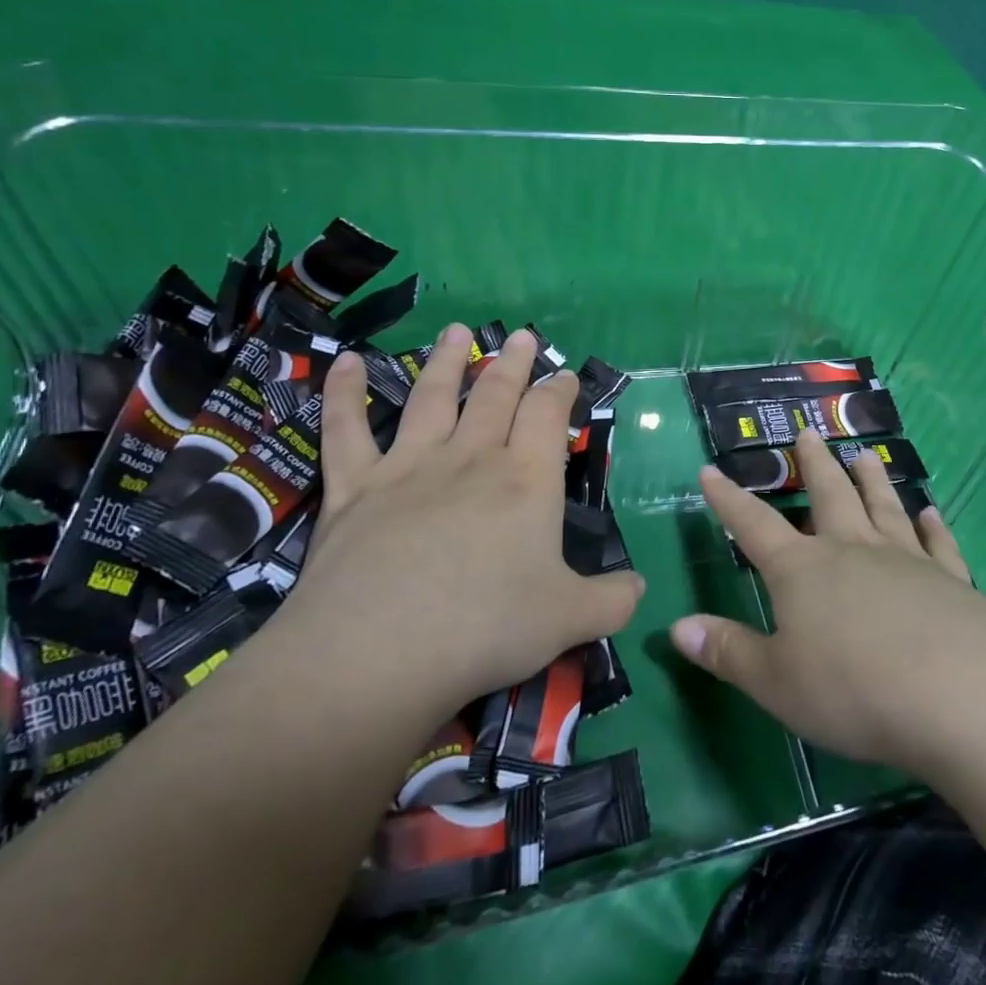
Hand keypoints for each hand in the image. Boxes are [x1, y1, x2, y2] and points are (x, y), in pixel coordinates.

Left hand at [282, 324, 645, 717]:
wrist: (379, 654)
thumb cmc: (486, 629)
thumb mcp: (570, 620)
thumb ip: (613, 601)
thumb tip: (641, 589)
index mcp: (526, 479)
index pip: (547, 414)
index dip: (559, 390)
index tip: (566, 376)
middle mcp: (470, 459)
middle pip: (495, 395)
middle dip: (512, 364)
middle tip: (521, 337)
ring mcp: (408, 468)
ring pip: (431, 398)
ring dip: (447, 362)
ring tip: (457, 331)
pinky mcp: (353, 489)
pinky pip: (345, 431)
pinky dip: (344, 394)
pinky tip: (346, 362)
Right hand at [671, 431, 985, 776]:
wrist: (957, 692)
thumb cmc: (852, 689)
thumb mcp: (776, 682)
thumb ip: (728, 652)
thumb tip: (678, 627)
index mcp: (802, 570)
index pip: (753, 525)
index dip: (728, 499)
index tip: (711, 469)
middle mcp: (851, 550)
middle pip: (828, 494)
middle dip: (813, 464)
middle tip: (808, 431)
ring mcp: (904, 559)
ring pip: (882, 506)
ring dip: (871, 480)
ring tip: (864, 453)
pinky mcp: (950, 579)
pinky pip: (938, 544)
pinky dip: (933, 526)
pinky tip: (931, 513)